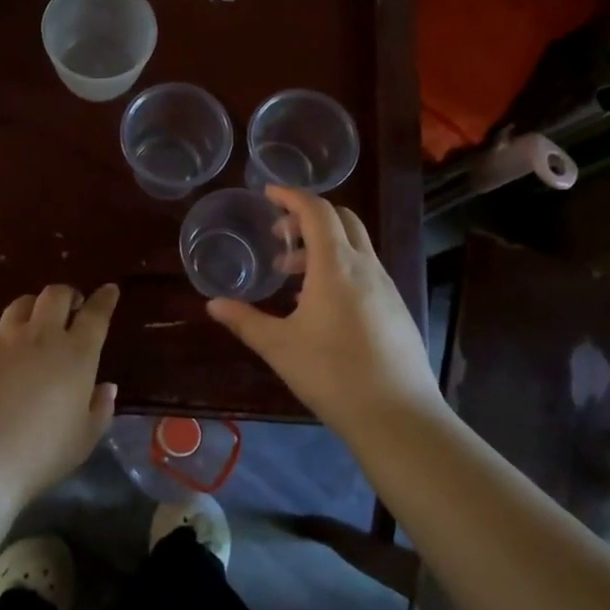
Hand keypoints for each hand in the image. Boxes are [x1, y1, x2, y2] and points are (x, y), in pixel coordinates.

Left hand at [0, 283, 119, 504]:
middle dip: (68, 295)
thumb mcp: (84, 439)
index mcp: (77, 355)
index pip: (96, 314)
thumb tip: (106, 386)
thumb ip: (100, 409)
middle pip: (56, 295)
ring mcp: (4, 339)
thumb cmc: (41, 453)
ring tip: (34, 321)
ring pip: (21, 303)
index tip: (109, 290)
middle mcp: (42, 336)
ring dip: (33, 307)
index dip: (104, 299)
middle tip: (71, 307)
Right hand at [207, 188, 440, 435]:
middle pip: (342, 219)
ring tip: (293, 278)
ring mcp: (386, 286)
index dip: (291, 196)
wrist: (396, 415)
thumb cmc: (331, 374)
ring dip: (323, 247)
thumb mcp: (279, 347)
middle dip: (308, 218)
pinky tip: (322, 306)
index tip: (269, 194)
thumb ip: (244, 321)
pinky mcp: (396, 308)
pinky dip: (341, 269)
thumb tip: (213, 304)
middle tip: (280, 238)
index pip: (316, 211)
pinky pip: (365, 271)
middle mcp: (365, 266)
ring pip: (355, 246)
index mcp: (336, 266)